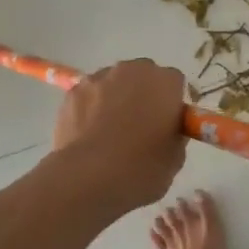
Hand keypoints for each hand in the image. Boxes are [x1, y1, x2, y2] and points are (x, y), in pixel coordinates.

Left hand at [50, 59, 188, 212]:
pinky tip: (88, 134)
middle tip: (140, 126)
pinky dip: (90, 108)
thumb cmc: (141, 168)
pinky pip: (89, 96)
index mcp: (165, 82)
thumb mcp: (175, 157)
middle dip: (143, 94)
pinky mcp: (72, 92)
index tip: (167, 123)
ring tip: (109, 132)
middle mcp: (133, 70)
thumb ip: (175, 133)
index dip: (172, 103)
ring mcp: (99, 78)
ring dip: (115, 98)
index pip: (175, 82)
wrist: (89, 177)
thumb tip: (166, 129)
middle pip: (143, 75)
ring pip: (113, 83)